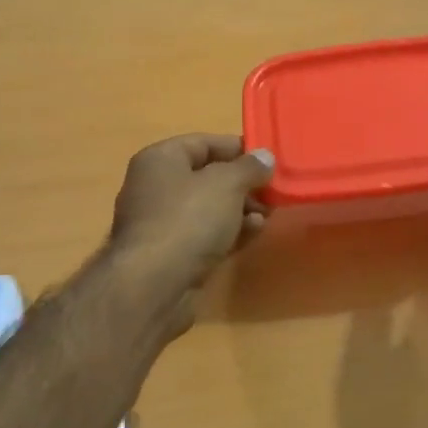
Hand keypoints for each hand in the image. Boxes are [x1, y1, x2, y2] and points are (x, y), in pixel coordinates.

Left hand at [107, 135, 274, 329]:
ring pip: (208, 209)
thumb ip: (249, 167)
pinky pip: (205, 234)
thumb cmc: (188, 219)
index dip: (237, 148)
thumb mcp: (226, 184)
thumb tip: (264, 156)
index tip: (268, 159)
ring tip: (267, 215)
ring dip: (240, 210)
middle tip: (273, 192)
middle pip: (207, 177)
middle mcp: (155, 187)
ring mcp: (161, 223)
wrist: (154, 285)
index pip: (203, 143)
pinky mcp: (171, 254)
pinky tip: (253, 233)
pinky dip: (229, 232)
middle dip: (243, 184)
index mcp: (160, 159)